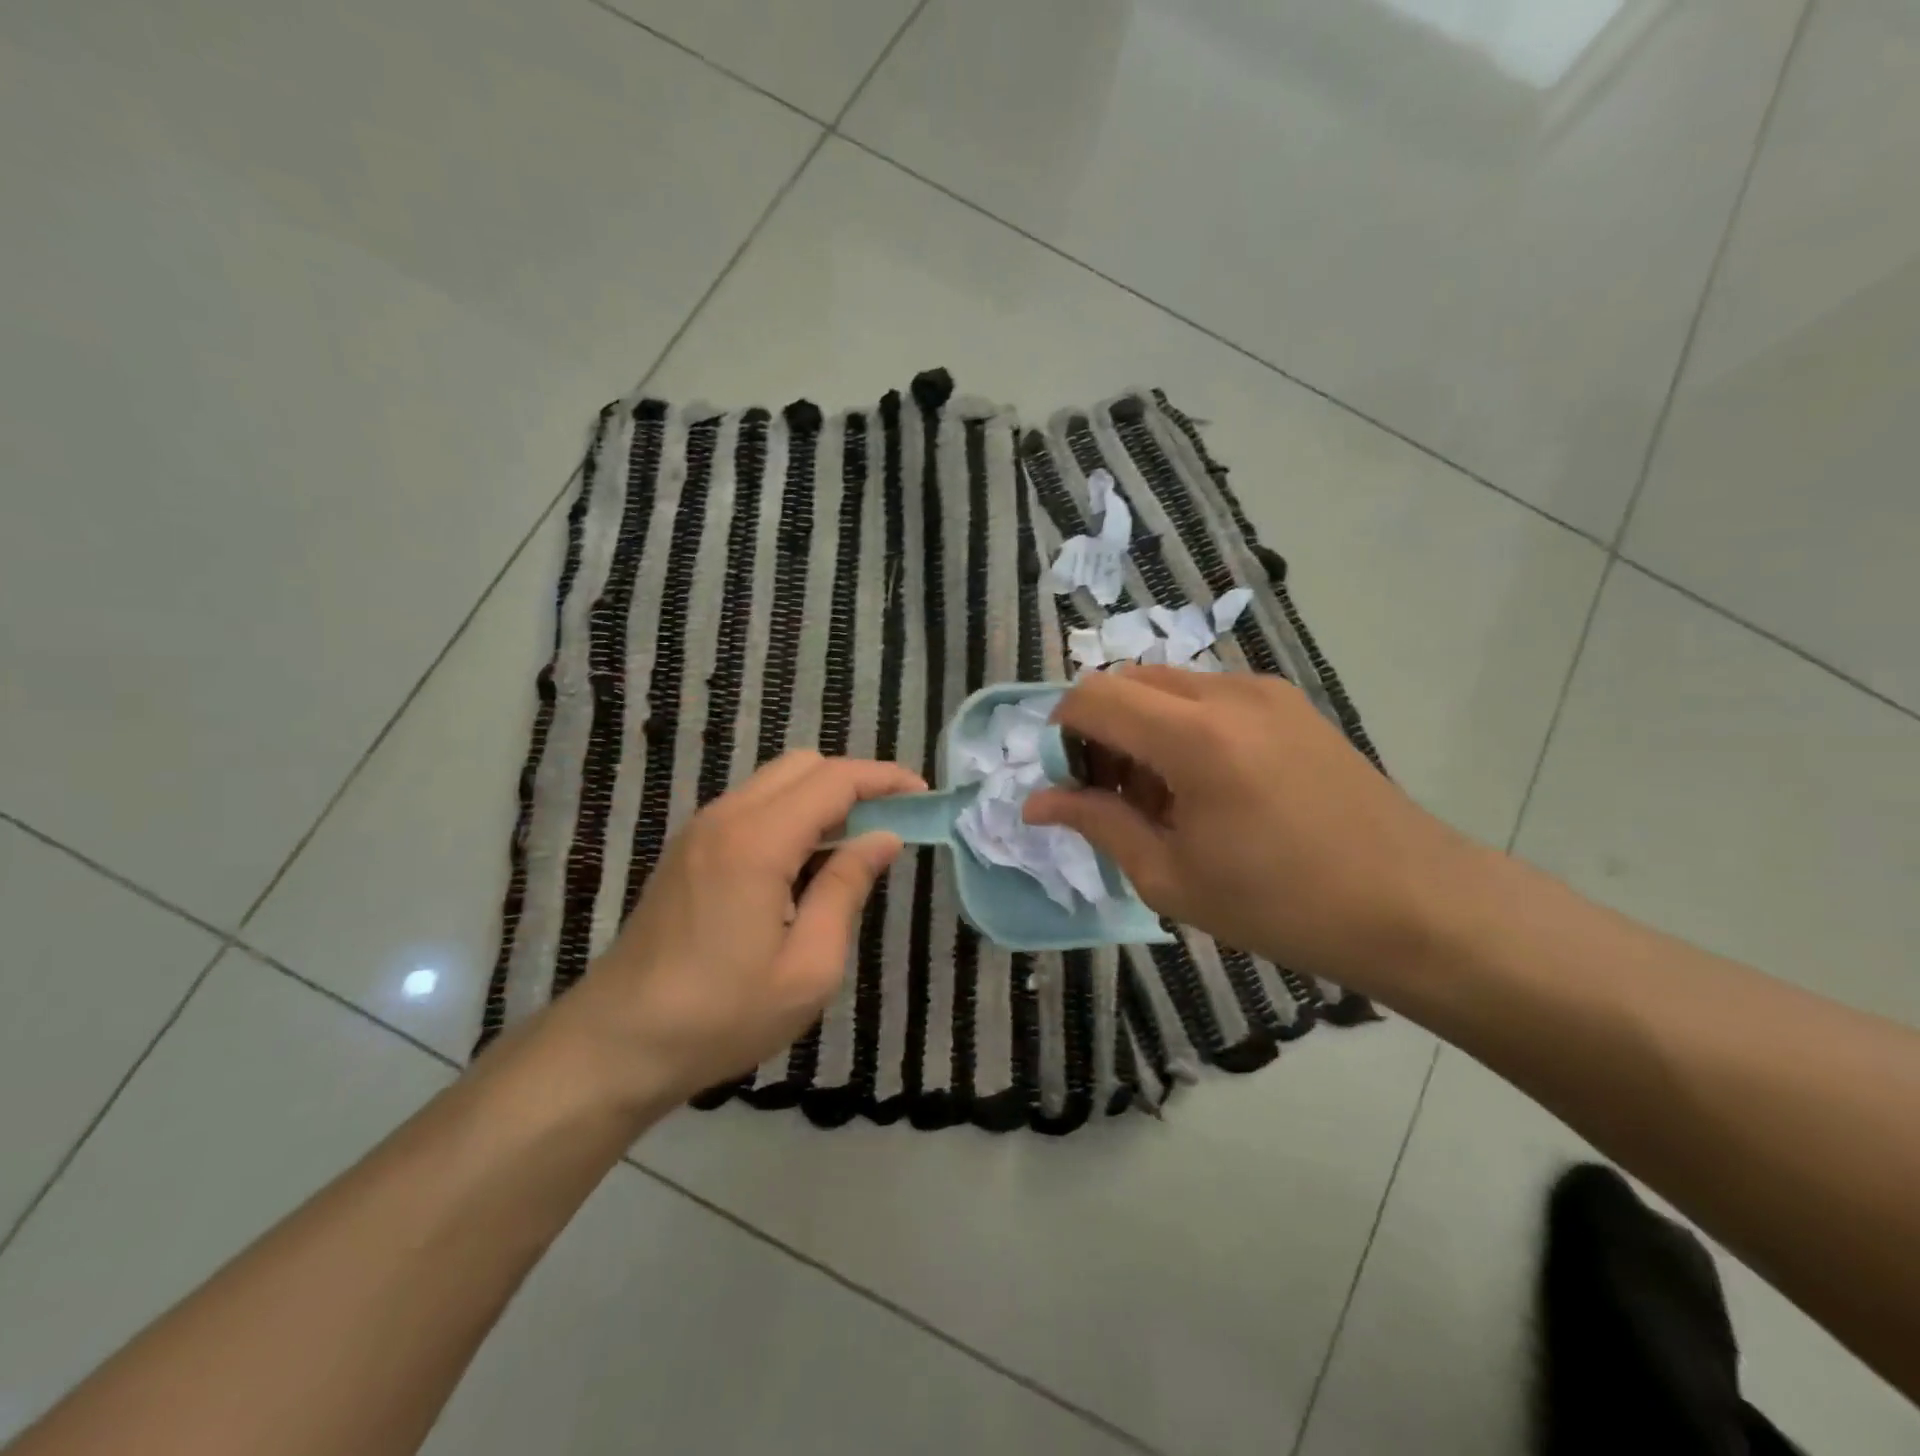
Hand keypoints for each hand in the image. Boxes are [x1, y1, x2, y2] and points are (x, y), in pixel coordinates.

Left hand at [555, 750, 922, 1108]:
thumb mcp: (808, 967)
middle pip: (803, 765)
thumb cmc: (721, 1016)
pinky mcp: (688, 850)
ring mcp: (701, 831)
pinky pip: (752, 806)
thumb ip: (846, 889)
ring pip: (775, 782)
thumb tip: (882, 839)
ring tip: (854, 845)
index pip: (834, 780)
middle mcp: (726, 818)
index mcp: (758, 841)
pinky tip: (805, 863)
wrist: (616, 1045)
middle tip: (890, 823)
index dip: (884, 779)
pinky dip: (791, 814)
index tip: (922, 797)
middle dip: (854, 781)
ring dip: (821, 797)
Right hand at [1024, 666, 1475, 992]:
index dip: (1060, 731)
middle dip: (1099, 728)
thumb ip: (1097, 824)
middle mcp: (1228, 693)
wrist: (1413, 904)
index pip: (1093, 697)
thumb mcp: (1171, 877)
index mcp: (1194, 737)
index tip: (1064, 781)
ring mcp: (1266, 692)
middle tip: (1108, 793)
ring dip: (1140, 727)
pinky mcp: (1291, 702)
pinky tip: (1205, 785)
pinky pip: (1209, 696)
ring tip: (1159, 797)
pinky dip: (1181, 726)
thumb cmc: (1282, 904)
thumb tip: (1035, 803)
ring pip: (1168, 685)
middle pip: (1127, 680)